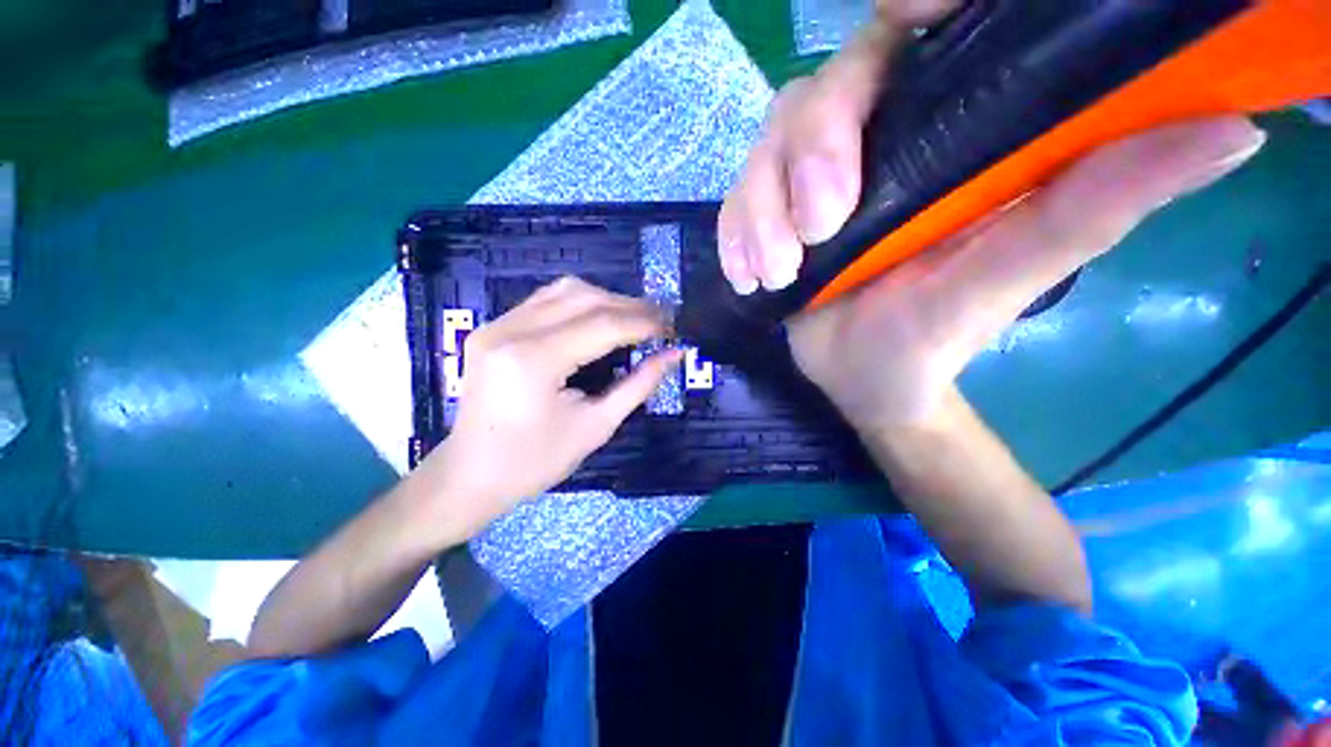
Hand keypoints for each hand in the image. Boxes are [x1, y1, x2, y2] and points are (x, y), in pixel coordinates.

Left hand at [417, 277, 680, 538]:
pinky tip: (600, 318)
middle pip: (585, 298)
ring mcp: (497, 325)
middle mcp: (511, 331)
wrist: (470, 475)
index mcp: (534, 361)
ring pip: (565, 290)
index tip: (673, 329)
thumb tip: (674, 356)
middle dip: (631, 307)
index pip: (603, 325)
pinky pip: (546, 300)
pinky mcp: (493, 328)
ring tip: (636, 319)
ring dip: (608, 299)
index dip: (645, 323)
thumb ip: (639, 385)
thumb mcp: (596, 427)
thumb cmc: (535, 462)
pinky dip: (581, 302)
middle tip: (661, 322)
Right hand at [719, 3, 1265, 431]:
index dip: (908, 4)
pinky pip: (735, 203)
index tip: (906, 14)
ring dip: (759, 212)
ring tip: (778, 272)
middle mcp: (871, 141)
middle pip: (820, 93)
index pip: (916, 32)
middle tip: (819, 233)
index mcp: (942, 133)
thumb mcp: (1008, 275)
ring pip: (765, 149)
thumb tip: (1234, 130)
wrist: (868, 378)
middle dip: (808, 158)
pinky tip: (749, 274)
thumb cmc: (934, 338)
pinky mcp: (767, 216)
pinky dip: (734, 234)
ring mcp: (806, 181)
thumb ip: (1097, 203)